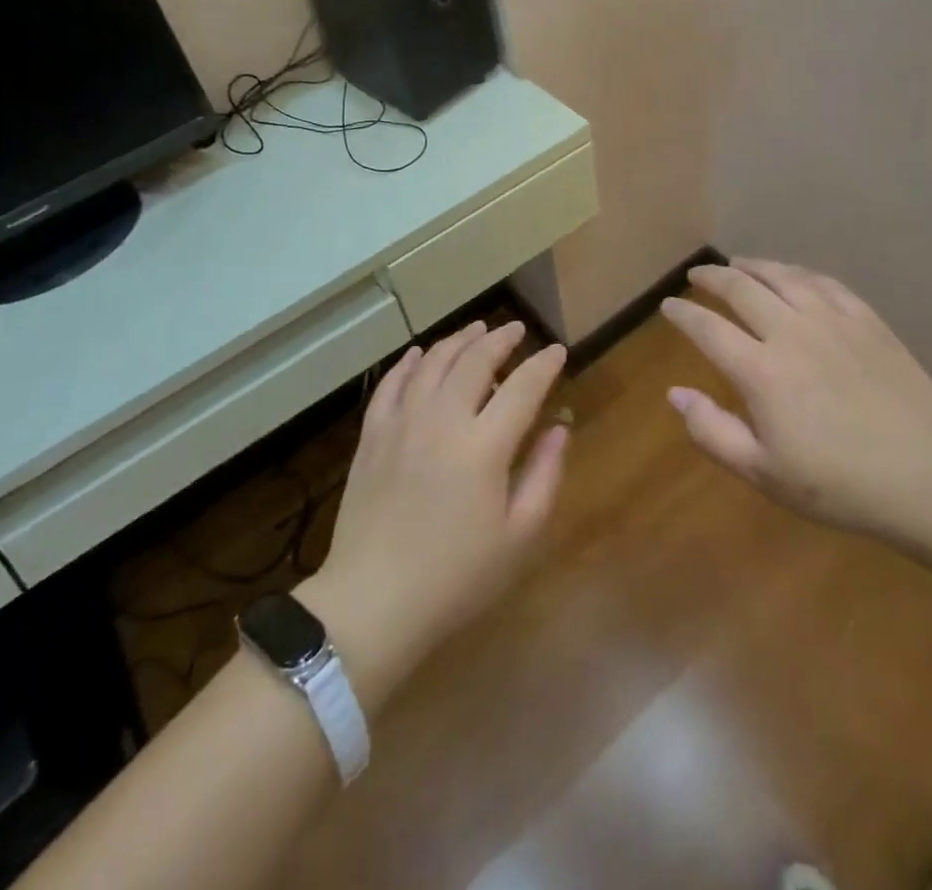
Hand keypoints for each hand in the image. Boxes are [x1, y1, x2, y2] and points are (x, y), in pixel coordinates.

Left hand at [301, 322, 568, 705]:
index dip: (543, 364)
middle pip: (474, 361)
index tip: (558, 351)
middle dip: (501, 339)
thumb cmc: (457, 577)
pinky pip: (392, 383)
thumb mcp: (519, 536)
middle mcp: (442, 419)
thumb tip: (559, 427)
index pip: (522, 387)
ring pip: (433, 362)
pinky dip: (409, 362)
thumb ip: (544, 474)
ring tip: (477, 329)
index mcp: (484, 446)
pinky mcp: (372, 435)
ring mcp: (402, 423)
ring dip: (458, 340)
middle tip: (517, 330)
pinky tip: (419, 353)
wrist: (373, 601)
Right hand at [660, 259, 931, 550]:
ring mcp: (834, 321)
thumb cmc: (840, 485)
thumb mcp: (764, 473)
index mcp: (761, 371)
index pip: (708, 328)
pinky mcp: (868, 321)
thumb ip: (712, 431)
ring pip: (783, 276)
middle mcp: (792, 333)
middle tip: (696, 275)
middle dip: (713, 277)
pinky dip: (799, 273)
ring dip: (753, 266)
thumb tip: (675, 393)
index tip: (668, 305)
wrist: (930, 478)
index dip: (683, 313)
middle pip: (741, 288)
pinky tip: (794, 276)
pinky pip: (825, 283)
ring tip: (738, 263)